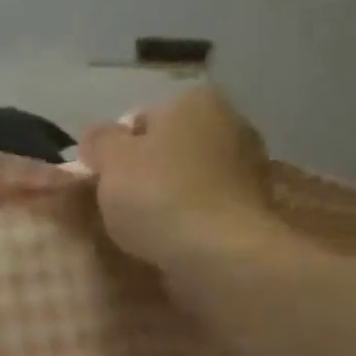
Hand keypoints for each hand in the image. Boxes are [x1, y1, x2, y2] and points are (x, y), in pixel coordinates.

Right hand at [79, 83, 290, 268]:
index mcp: (194, 101)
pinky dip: (192, 216)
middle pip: (169, 147)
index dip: (116, 151)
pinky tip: (175, 238)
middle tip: (120, 205)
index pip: (141, 120)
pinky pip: (209, 204)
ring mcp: (251, 165)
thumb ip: (99, 141)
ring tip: (146, 227)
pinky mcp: (258, 205)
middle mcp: (231, 123)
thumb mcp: (111, 161)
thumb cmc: (159, 195)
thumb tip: (98, 135)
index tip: (103, 181)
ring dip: (170, 195)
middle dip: (147, 170)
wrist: (221, 254)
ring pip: (190, 176)